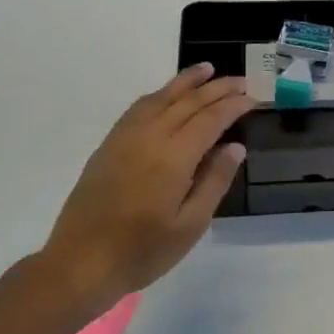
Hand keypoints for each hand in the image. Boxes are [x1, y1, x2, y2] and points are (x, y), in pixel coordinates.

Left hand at [35, 63, 253, 303]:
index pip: (210, 119)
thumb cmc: (142, 251)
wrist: (80, 263)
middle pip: (188, 102)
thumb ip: (214, 181)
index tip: (253, 98)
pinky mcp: (108, 146)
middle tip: (241, 81)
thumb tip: (235, 147)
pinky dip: (158, 94)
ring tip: (207, 69)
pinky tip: (167, 94)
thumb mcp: (191, 225)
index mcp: (173, 158)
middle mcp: (149, 138)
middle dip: (216, 88)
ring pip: (160, 98)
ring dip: (186, 82)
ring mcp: (125, 139)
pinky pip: (138, 108)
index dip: (233, 106)